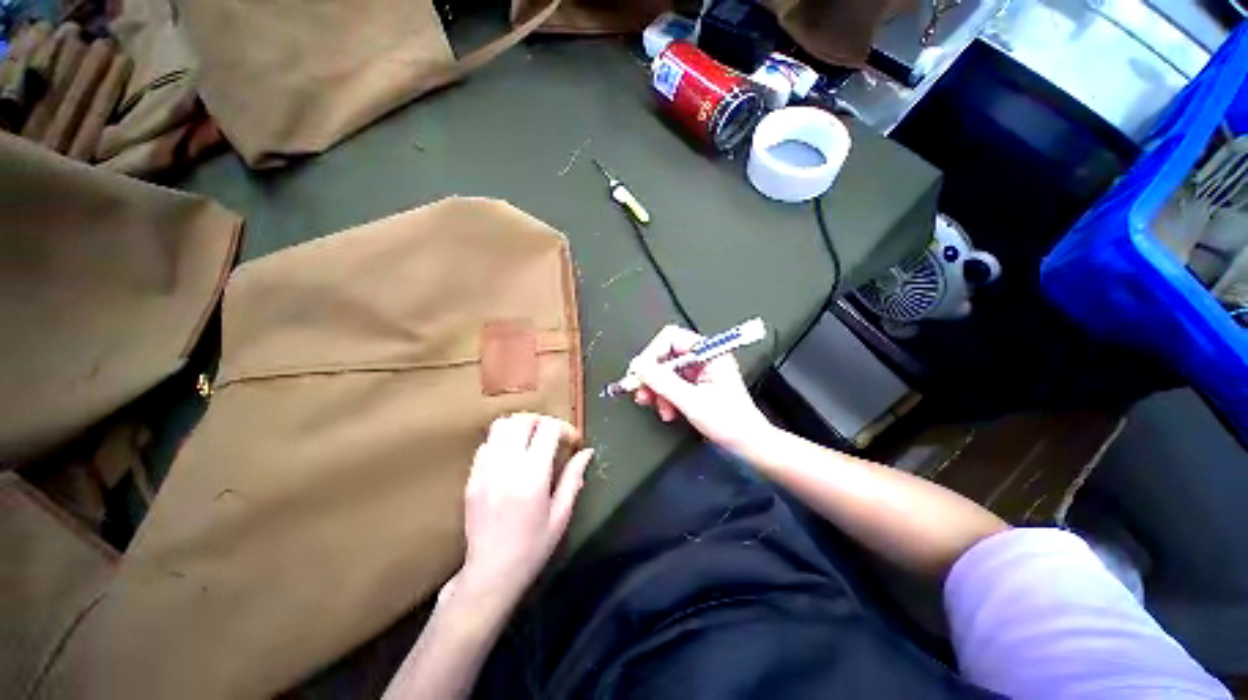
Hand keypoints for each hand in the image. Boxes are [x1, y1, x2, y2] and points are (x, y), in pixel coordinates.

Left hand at [455, 413, 592, 605]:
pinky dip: (502, 440)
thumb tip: (587, 452)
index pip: (548, 429)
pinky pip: (486, 443)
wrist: (490, 574)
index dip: (564, 428)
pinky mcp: (471, 477)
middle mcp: (506, 467)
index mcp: (532, 477)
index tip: (572, 441)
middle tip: (553, 435)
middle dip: (542, 421)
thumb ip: (573, 478)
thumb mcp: (561, 515)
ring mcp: (485, 470)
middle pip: (522, 420)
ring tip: (532, 439)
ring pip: (501, 425)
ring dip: (520, 426)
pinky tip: (512, 455)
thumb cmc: (533, 548)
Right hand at [629, 325, 774, 452]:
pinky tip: (668, 411)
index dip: (652, 353)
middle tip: (641, 391)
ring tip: (657, 406)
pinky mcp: (695, 386)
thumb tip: (639, 367)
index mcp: (709, 352)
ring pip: (665, 372)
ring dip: (656, 390)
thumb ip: (662, 382)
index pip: (671, 338)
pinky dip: (664, 397)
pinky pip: (670, 385)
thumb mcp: (691, 401)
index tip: (640, 372)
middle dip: (652, 375)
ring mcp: (699, 372)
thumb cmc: (731, 422)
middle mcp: (703, 358)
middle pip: (665, 355)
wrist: (747, 445)